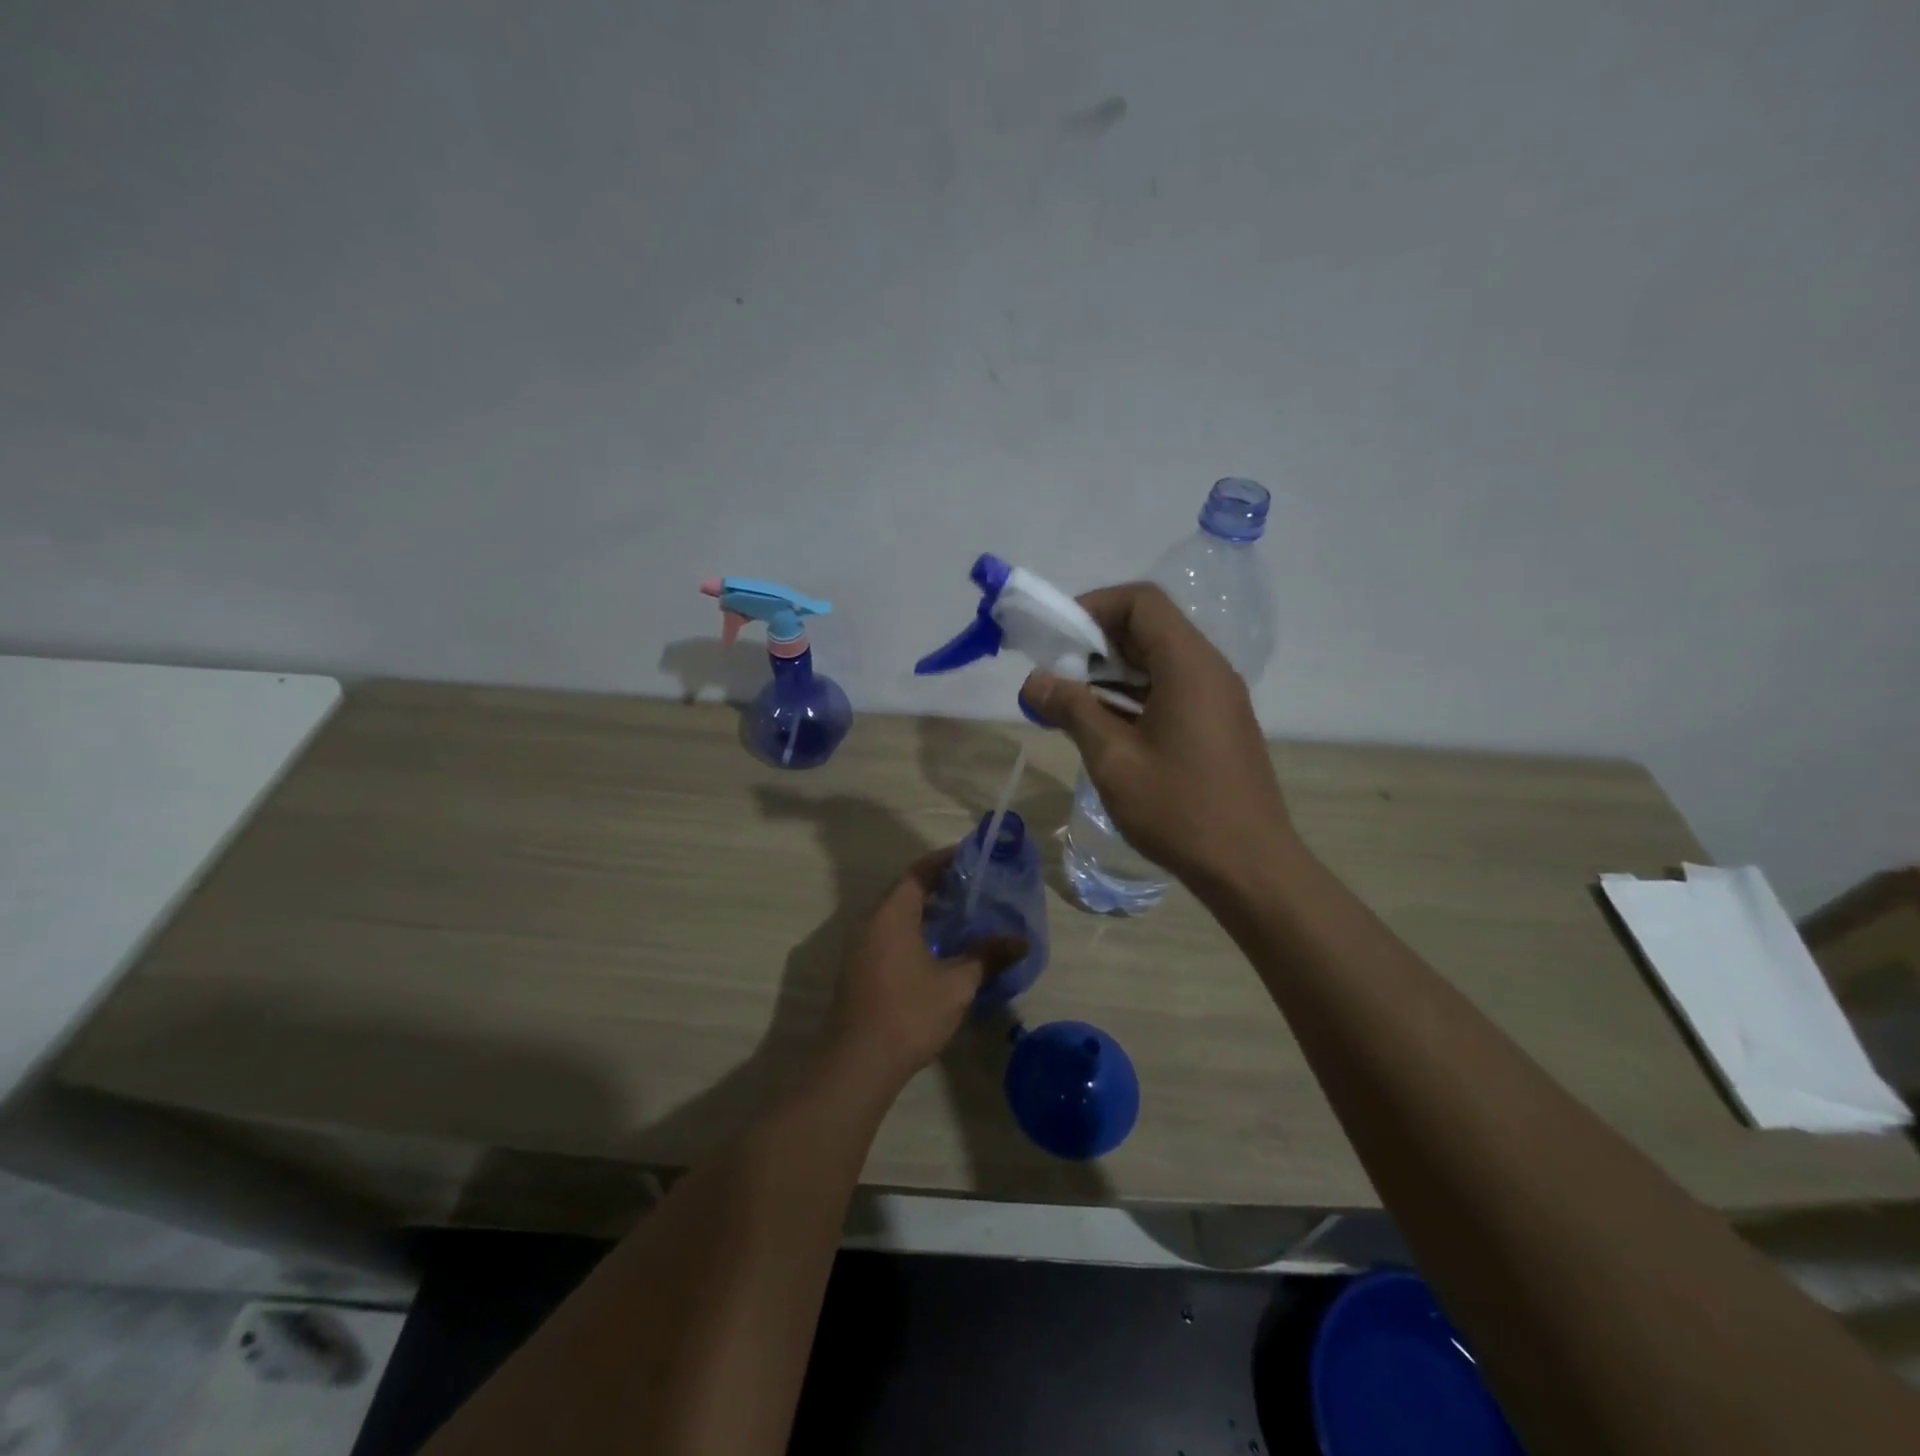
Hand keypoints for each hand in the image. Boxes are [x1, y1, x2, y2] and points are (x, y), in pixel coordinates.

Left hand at [822, 851, 1023, 1094]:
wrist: (857, 1063)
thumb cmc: (909, 1013)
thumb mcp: (956, 984)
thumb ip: (987, 956)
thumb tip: (1021, 940)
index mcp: (892, 914)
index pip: (919, 872)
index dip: (944, 861)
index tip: (971, 856)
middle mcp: (871, 922)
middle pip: (905, 891)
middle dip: (938, 885)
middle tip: (974, 887)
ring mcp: (860, 947)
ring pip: (896, 915)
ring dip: (926, 911)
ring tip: (962, 916)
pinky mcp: (858, 969)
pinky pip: (888, 935)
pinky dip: (913, 931)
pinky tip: (938, 950)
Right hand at [1021, 582, 1296, 895]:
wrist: (1249, 867)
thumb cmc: (1180, 808)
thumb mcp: (1114, 758)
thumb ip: (1072, 710)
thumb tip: (1034, 681)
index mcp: (1188, 664)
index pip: (1141, 602)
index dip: (1094, 606)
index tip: (1057, 638)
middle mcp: (1208, 670)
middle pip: (1149, 628)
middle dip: (1095, 643)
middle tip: (1055, 674)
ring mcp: (1216, 699)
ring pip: (1158, 662)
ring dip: (1111, 673)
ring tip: (1070, 703)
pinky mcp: (1216, 726)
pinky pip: (1170, 690)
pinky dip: (1133, 696)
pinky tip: (1104, 728)